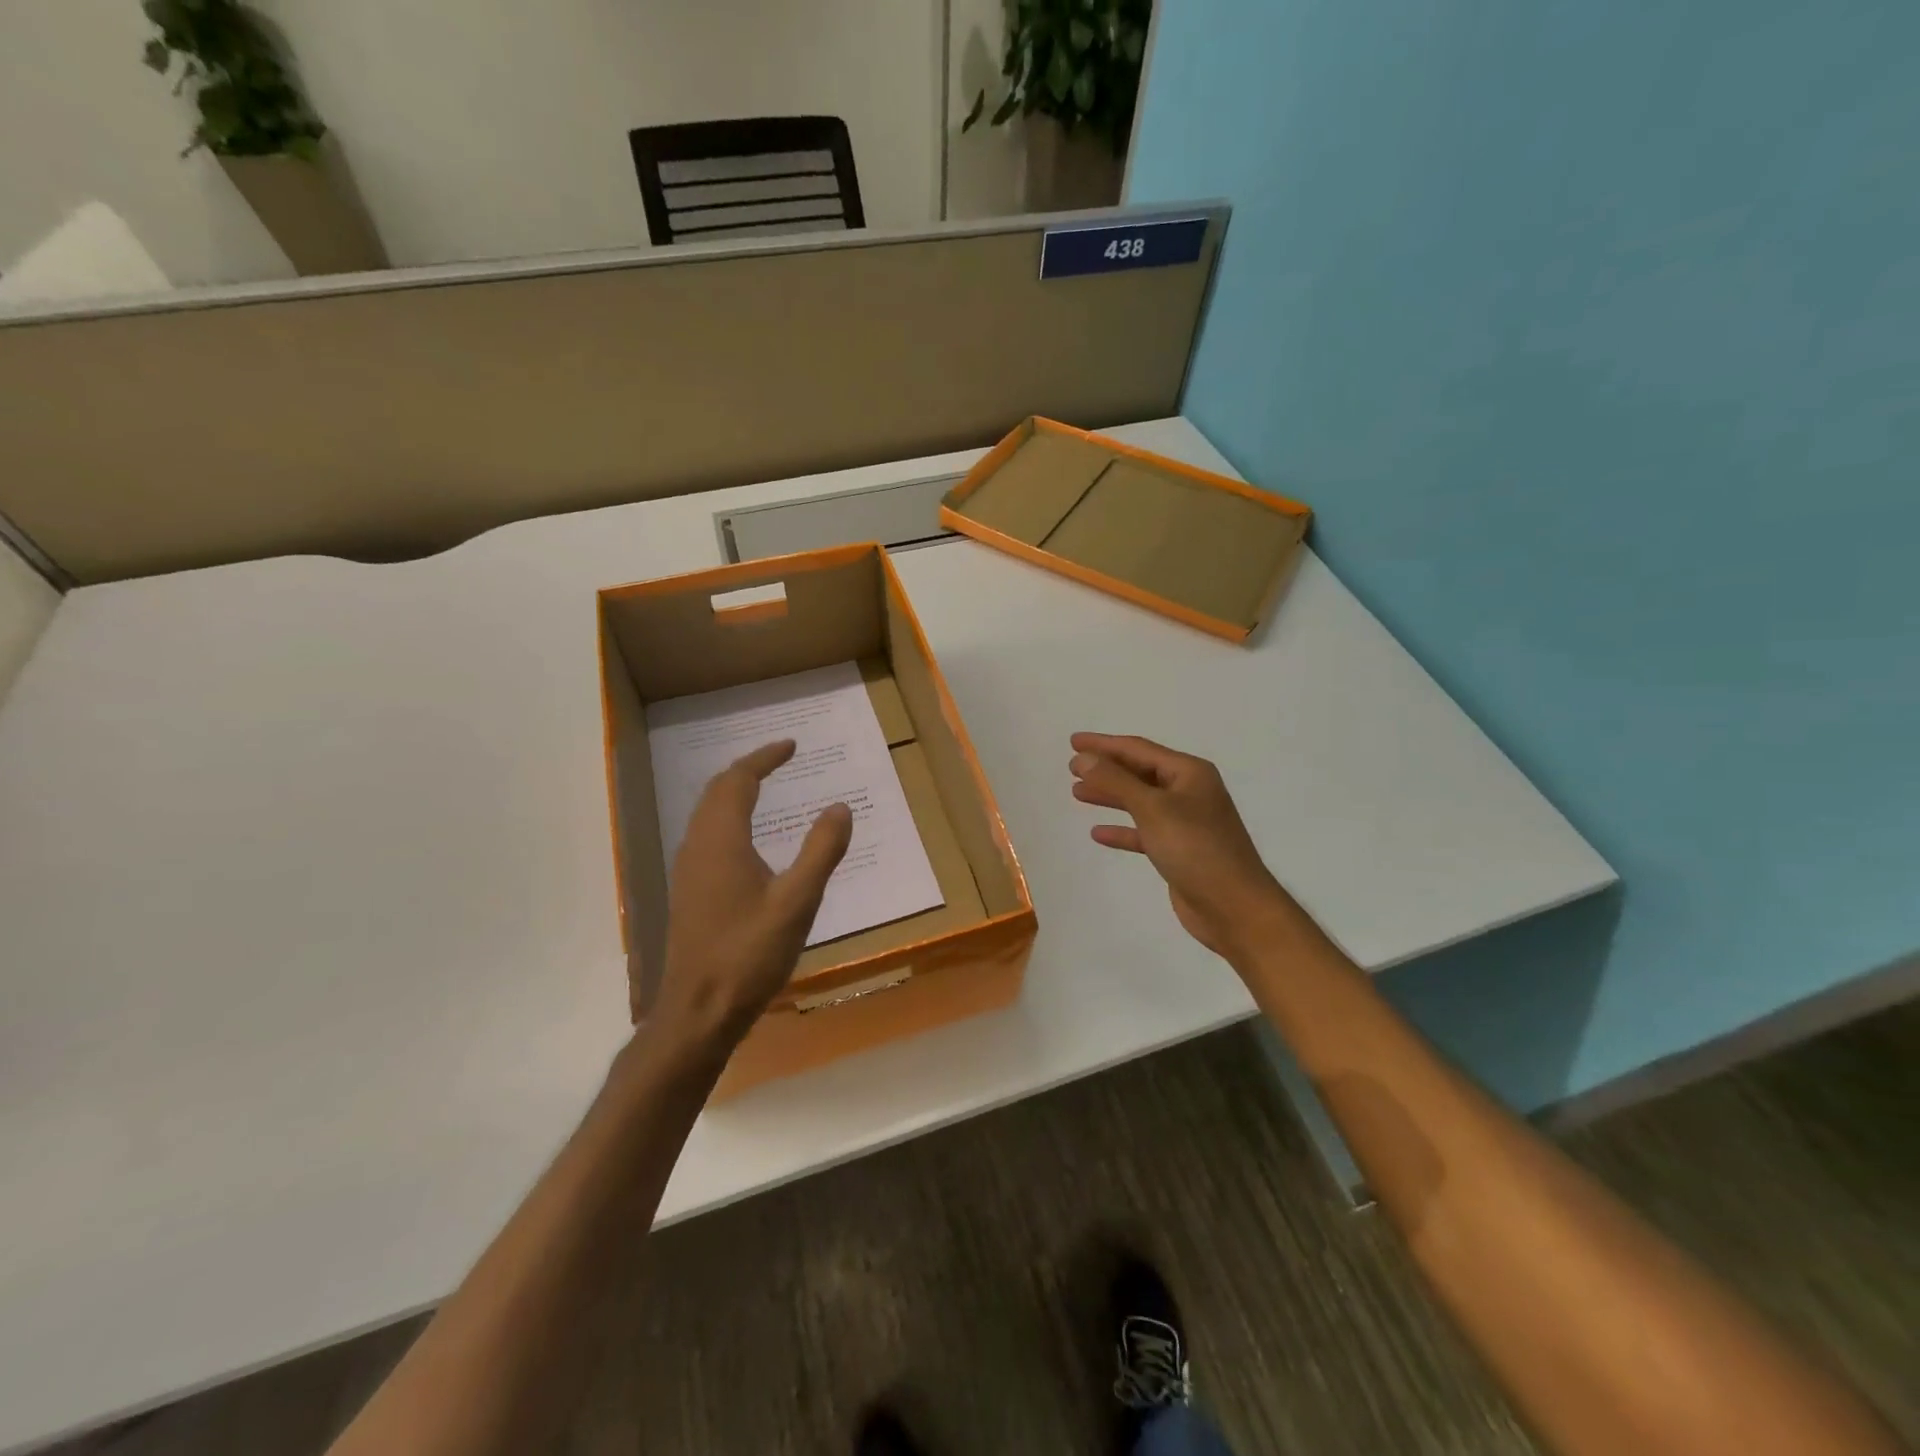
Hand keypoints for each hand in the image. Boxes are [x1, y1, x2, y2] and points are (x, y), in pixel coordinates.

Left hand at [654, 740, 852, 1050]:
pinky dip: (729, 818)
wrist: (698, 1011)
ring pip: (707, 814)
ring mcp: (688, 870)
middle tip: (780, 760)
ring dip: (734, 792)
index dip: (764, 758)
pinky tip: (748, 841)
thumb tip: (840, 807)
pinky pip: (707, 835)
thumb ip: (821, 850)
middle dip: (748, 769)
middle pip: (717, 791)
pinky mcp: (689, 892)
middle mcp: (698, 846)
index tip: (791, 746)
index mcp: (721, 840)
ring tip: (765, 788)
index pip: (738, 780)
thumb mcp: (797, 901)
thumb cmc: (749, 953)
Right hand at [1069, 732, 1299, 965]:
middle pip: (1139, 772)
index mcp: (1189, 773)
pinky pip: (1144, 832)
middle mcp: (1189, 792)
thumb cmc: (1195, 849)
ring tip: (1077, 793)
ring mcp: (1185, 822)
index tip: (1073, 741)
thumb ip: (1116, 781)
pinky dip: (1122, 830)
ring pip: (1140, 801)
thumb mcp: (1152, 808)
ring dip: (1110, 795)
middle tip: (1071, 767)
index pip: (1138, 749)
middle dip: (1106, 768)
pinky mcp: (1179, 851)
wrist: (1234, 907)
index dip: (1103, 744)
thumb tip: (1083, 758)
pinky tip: (1098, 833)